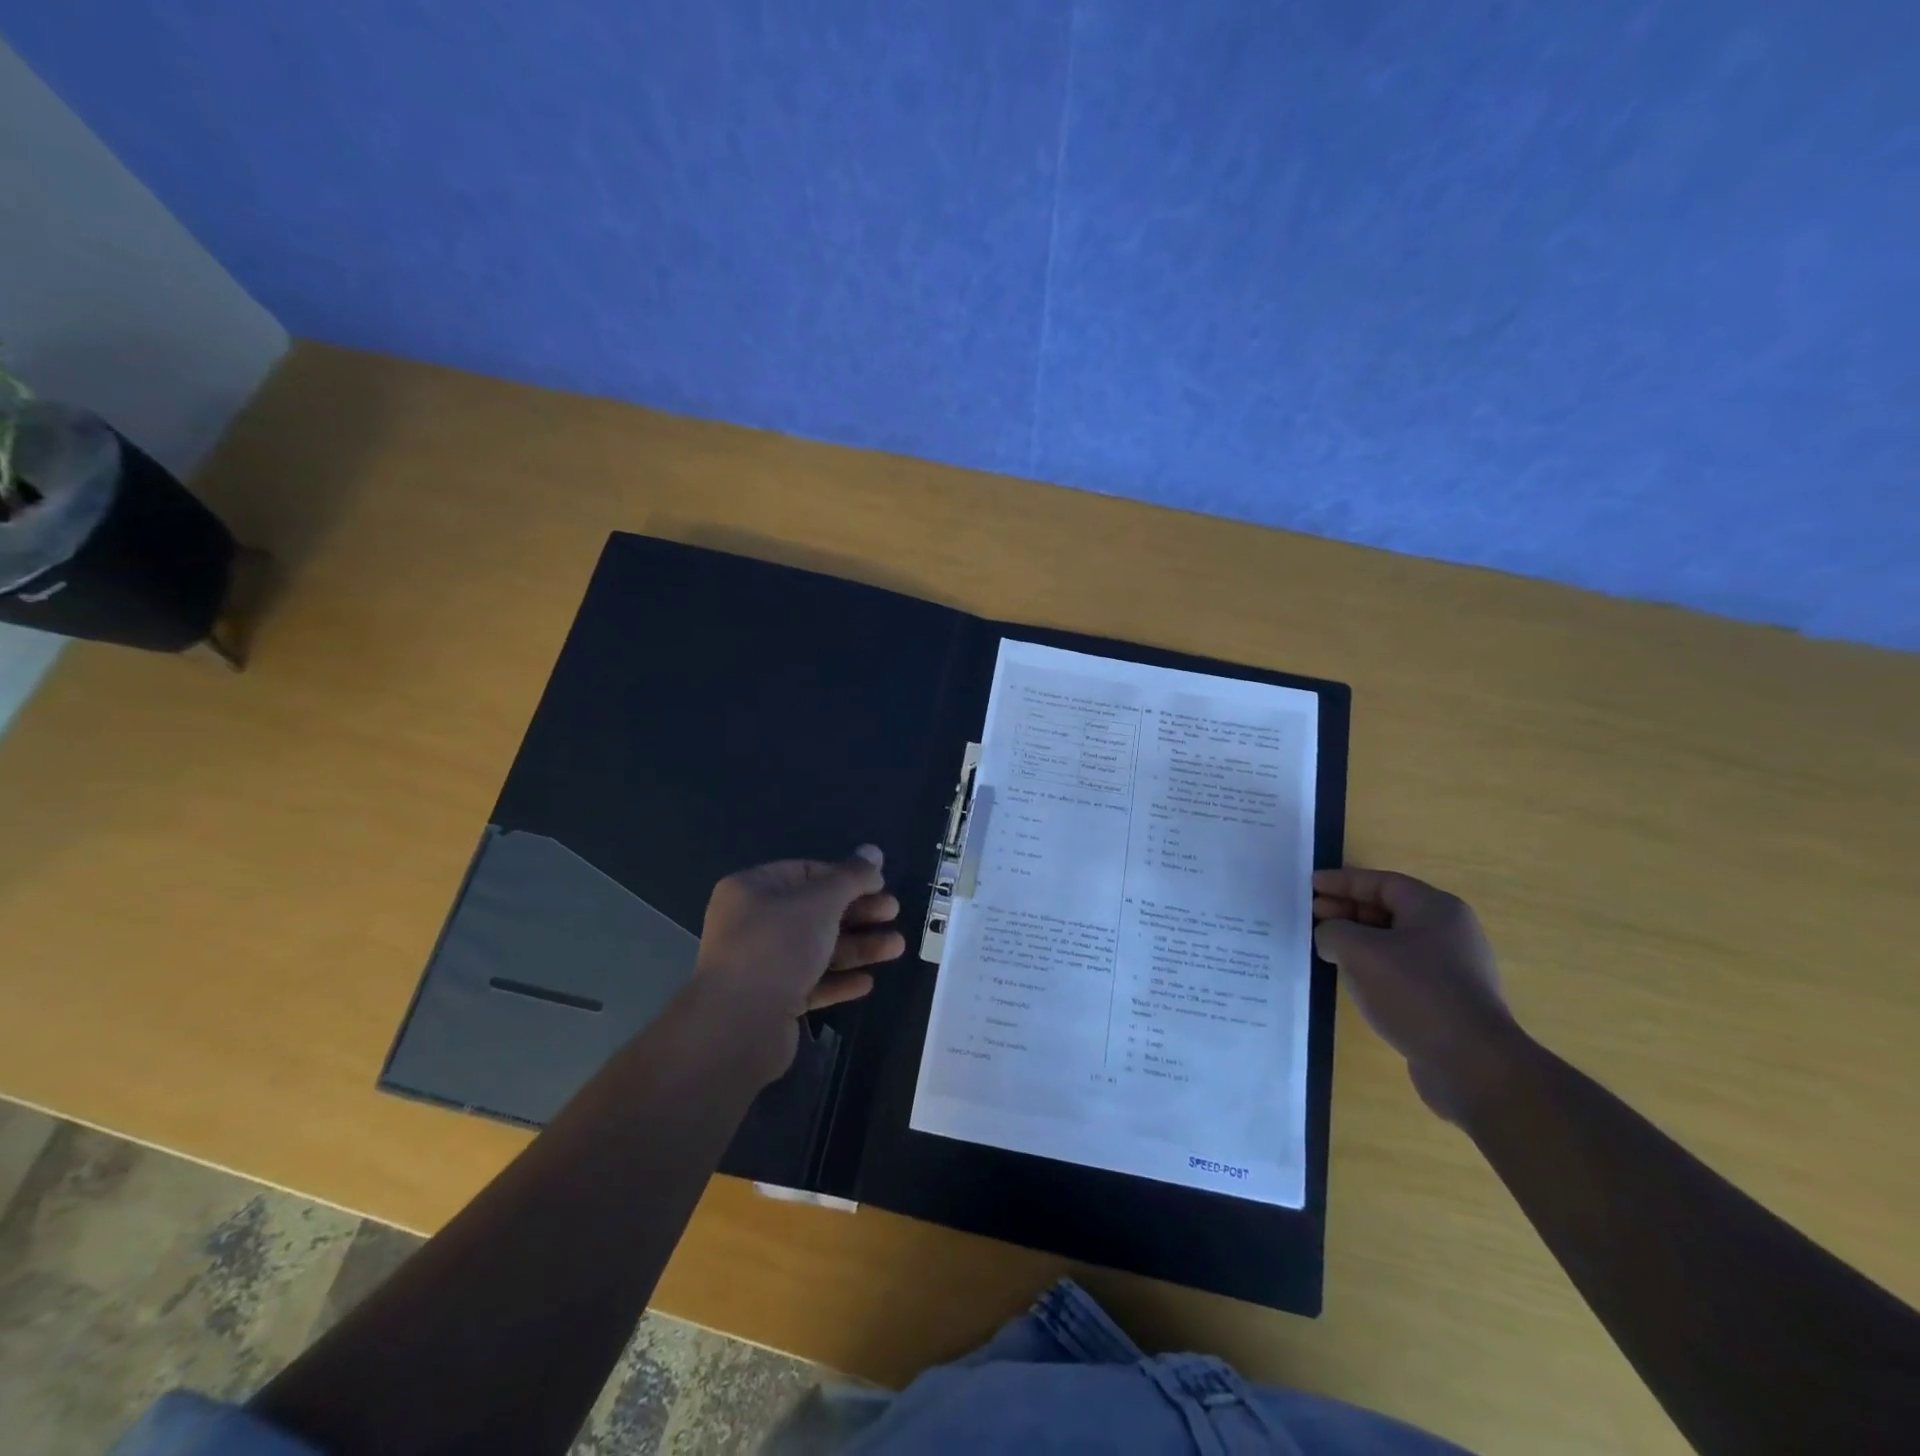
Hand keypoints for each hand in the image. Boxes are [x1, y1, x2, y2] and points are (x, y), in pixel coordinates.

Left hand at [694, 846, 905, 1080]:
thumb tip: (873, 851)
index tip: (880, 884)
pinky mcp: (770, 1001)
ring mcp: (760, 965)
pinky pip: (810, 983)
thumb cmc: (779, 945)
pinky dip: (838, 980)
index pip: (806, 872)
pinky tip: (867, 983)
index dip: (845, 876)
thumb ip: (851, 876)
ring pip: (817, 948)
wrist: (739, 1024)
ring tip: (897, 947)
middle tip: (894, 913)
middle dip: (858, 912)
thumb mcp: (822, 901)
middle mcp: (752, 923)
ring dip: (857, 947)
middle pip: (815, 911)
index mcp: (753, 889)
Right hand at [1313, 867, 1524, 1122]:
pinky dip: (1372, 967)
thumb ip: (1333, 932)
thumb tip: (1329, 937)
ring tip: (1324, 947)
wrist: (1472, 1066)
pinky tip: (1350, 979)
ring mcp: (1451, 969)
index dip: (1343, 882)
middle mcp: (1449, 933)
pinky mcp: (1446, 1001)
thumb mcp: (1360, 951)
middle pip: (1388, 909)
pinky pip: (1400, 970)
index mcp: (1436, 909)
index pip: (1381, 883)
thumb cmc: (1415, 993)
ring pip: (1393, 942)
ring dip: (1357, 940)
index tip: (1311, 886)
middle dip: (1347, 910)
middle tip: (1311, 916)